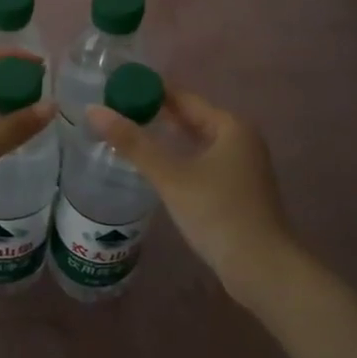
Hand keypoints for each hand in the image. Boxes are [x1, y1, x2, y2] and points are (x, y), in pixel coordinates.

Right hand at [88, 88, 297, 302]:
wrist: (263, 269)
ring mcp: (243, 166)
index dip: (150, 91)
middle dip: (157, 114)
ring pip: (197, 141)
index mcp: (231, 126)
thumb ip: (133, 143)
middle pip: (192, 118)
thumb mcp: (171, 176)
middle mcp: (241, 140)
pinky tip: (158, 167)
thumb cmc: (218, 213)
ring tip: (130, 134)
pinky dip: (180, 158)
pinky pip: (203, 161)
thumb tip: (94, 110)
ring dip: (168, 138)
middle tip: (117, 110)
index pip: (183, 98)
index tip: (118, 87)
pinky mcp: (238, 190)